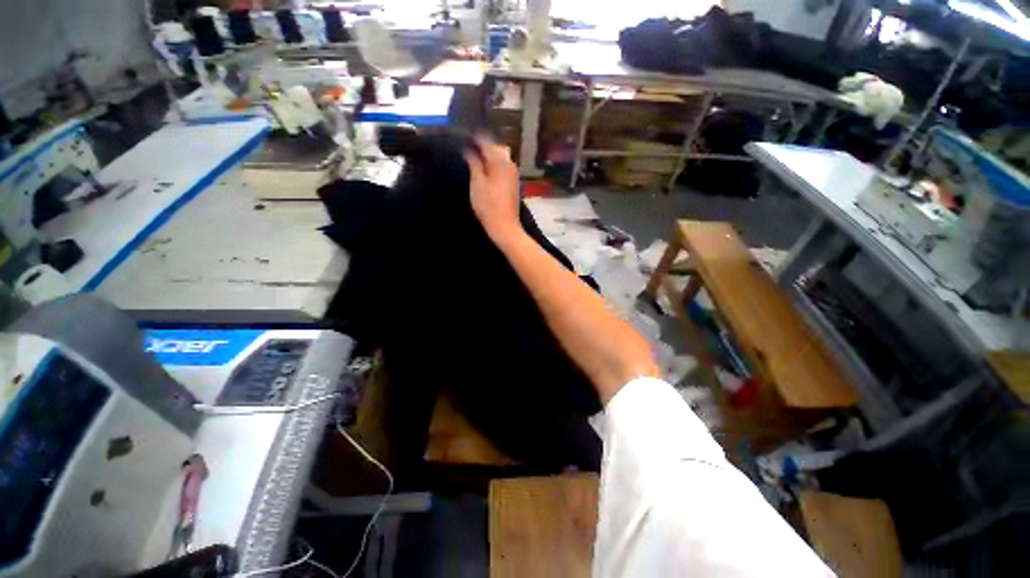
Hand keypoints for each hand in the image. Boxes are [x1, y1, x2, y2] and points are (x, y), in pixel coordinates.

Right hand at [464, 136, 521, 241]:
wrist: (504, 226)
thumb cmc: (488, 204)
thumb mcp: (477, 183)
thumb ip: (474, 163)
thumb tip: (469, 150)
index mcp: (500, 161)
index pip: (486, 142)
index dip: (475, 138)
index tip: (465, 136)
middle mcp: (510, 164)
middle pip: (495, 149)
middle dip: (483, 147)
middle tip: (469, 149)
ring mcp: (514, 175)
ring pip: (500, 159)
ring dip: (489, 158)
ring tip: (475, 161)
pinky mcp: (514, 185)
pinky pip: (503, 169)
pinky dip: (494, 167)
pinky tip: (486, 173)